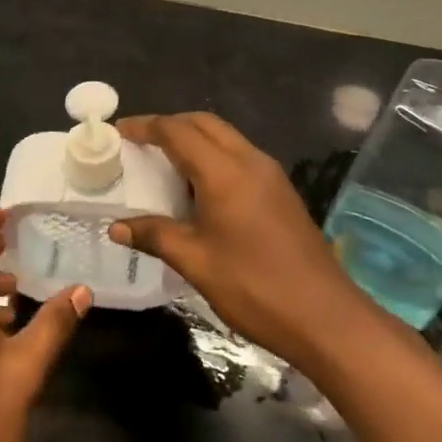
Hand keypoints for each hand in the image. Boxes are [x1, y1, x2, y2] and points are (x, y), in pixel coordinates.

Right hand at [110, 112, 378, 371]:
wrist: (325, 317)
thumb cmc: (254, 287)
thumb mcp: (195, 262)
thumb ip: (155, 235)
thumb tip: (116, 227)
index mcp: (225, 172)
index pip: (178, 132)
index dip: (146, 126)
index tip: (119, 131)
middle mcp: (250, 161)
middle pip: (205, 124)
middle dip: (170, 125)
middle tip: (140, 142)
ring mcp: (271, 175)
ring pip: (226, 138)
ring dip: (194, 139)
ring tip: (163, 162)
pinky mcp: (281, 192)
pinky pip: (240, 157)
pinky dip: (213, 157)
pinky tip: (198, 188)